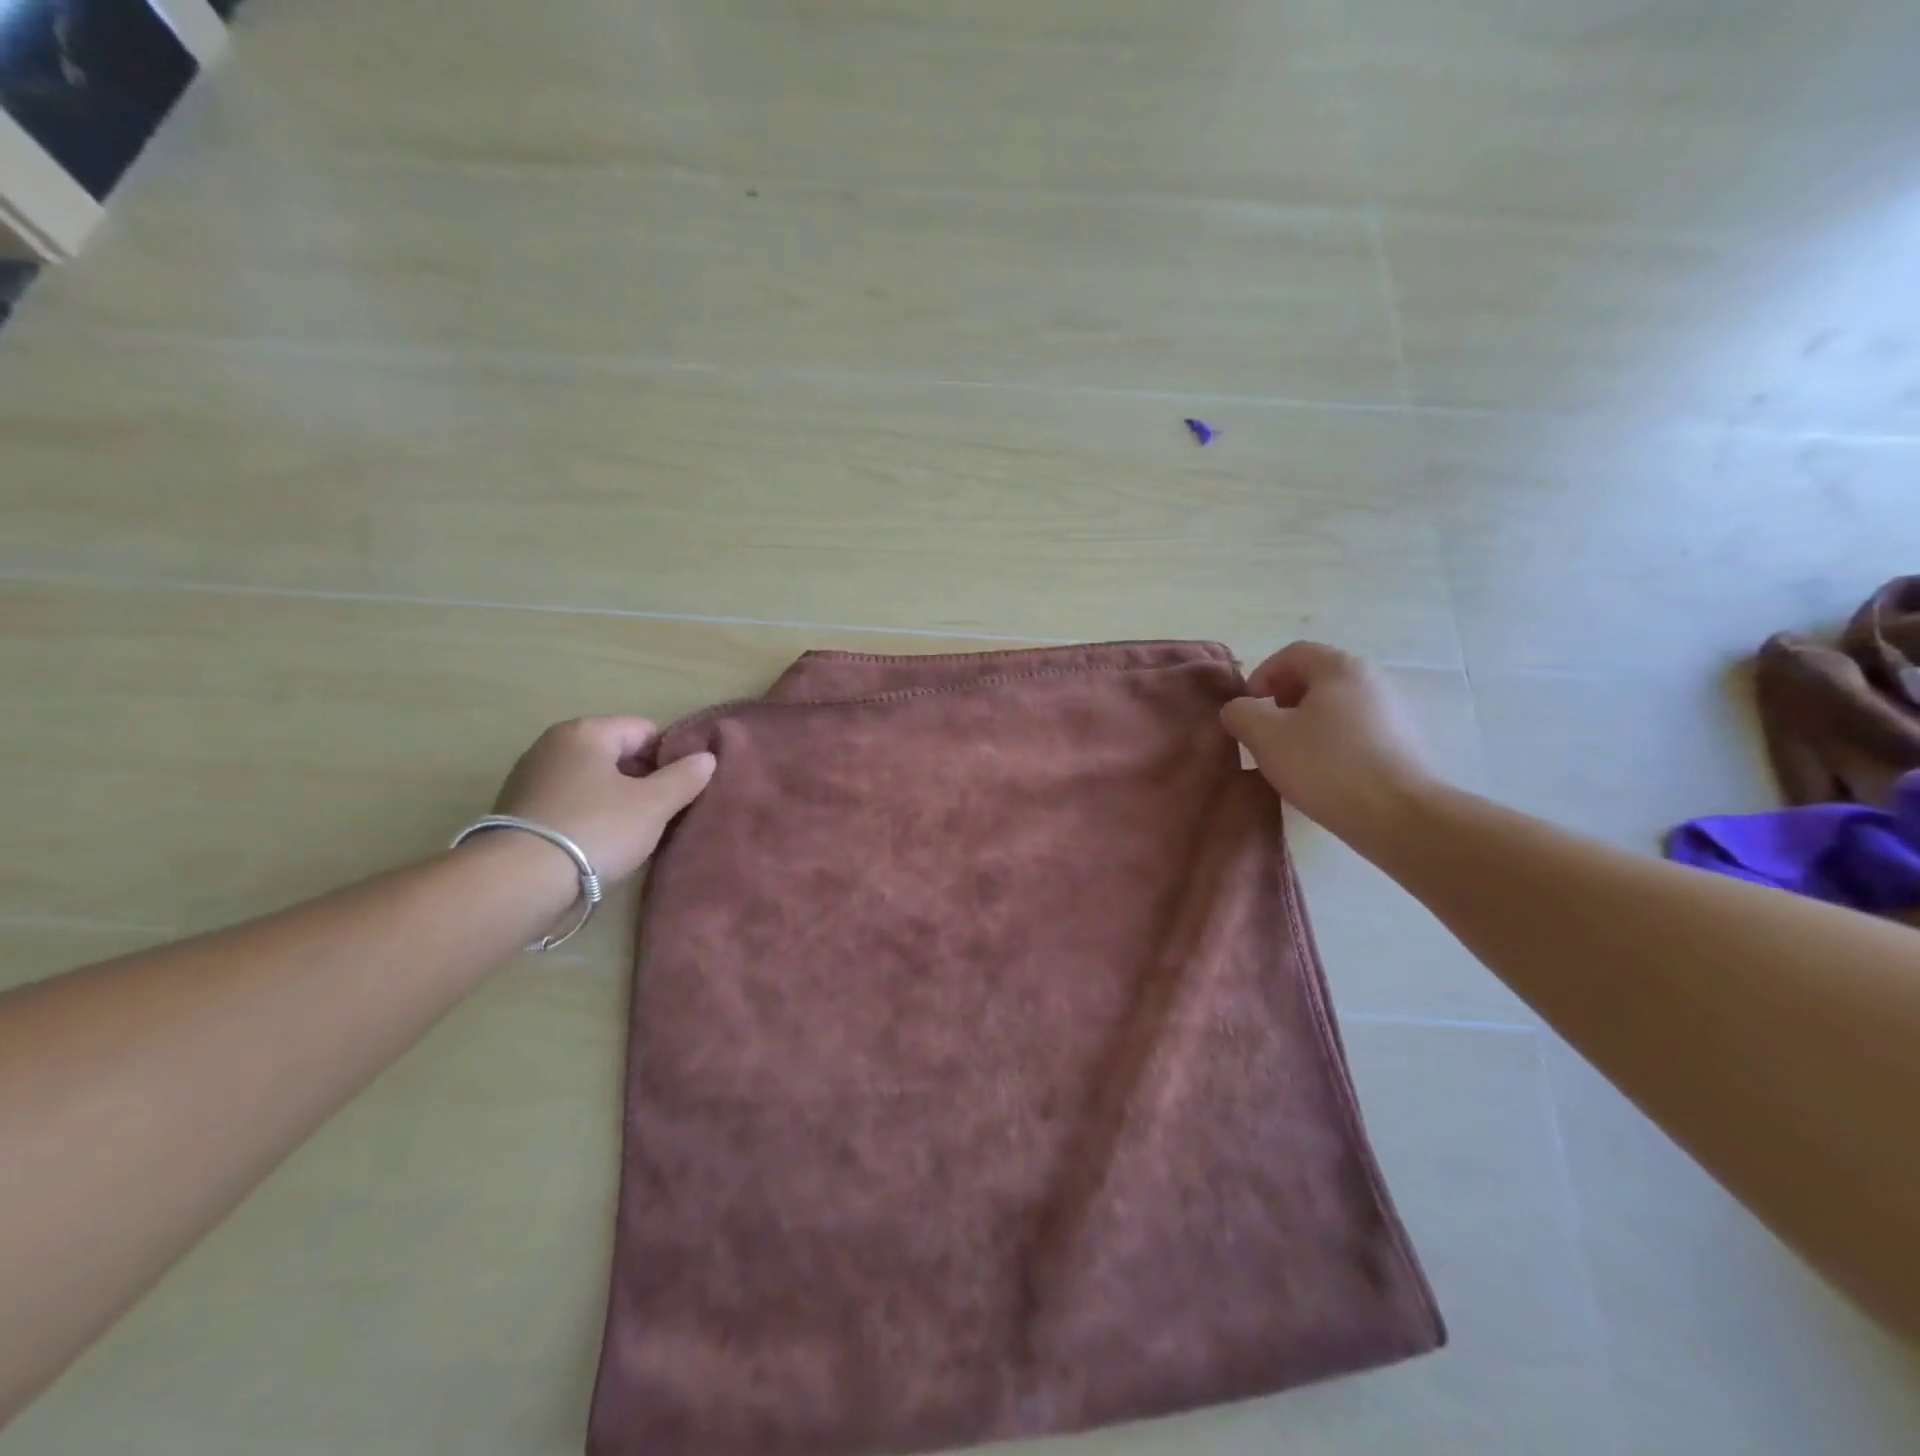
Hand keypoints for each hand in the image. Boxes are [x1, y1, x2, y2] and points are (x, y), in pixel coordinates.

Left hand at [491, 717, 714, 884]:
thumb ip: (684, 777)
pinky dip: (588, 815)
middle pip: (616, 753)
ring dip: (615, 799)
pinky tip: (598, 843)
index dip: (670, 756)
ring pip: (592, 780)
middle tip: (662, 812)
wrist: (519, 881)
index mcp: (586, 732)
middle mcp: (553, 744)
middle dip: (642, 779)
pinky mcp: (517, 810)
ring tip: (632, 832)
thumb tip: (706, 758)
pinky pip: (569, 802)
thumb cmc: (596, 829)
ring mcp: (530, 776)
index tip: (681, 788)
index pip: (644, 730)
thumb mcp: (654, 805)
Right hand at [1221, 643, 1441, 847]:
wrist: (1400, 816)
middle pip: (1316, 679)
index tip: (1247, 711)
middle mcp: (1373, 679)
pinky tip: (1323, 775)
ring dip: (1306, 725)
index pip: (1291, 654)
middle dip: (1282, 702)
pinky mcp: (1405, 743)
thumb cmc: (1326, 766)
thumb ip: (1241, 713)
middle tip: (1265, 735)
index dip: (1261, 676)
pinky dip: (1332, 744)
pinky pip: (1357, 732)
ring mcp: (1395, 712)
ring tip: (1291, 759)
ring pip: (1336, 708)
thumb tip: (1240, 709)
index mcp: (1341, 667)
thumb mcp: (1265, 736)